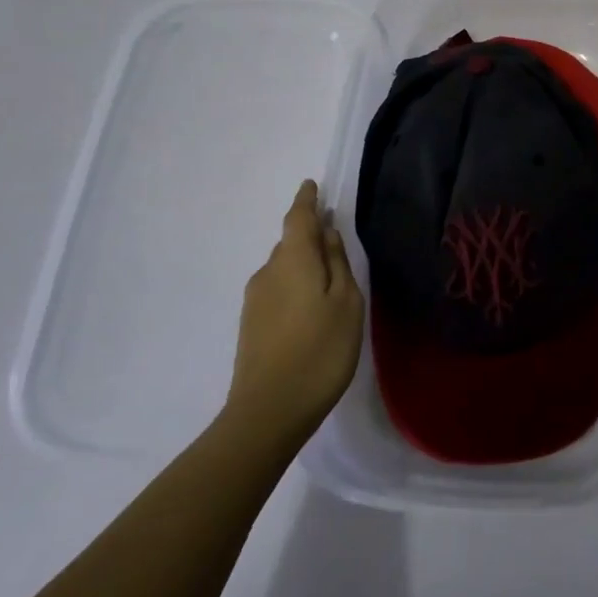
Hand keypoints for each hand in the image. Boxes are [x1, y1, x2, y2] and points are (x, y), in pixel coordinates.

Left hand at [223, 180, 363, 444]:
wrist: (268, 411)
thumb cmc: (320, 350)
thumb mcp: (346, 302)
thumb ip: (338, 262)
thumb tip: (327, 233)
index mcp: (293, 259)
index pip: (298, 217)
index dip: (306, 200)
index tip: (311, 185)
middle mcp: (268, 271)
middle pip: (290, 243)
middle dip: (309, 236)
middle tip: (335, 241)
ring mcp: (255, 299)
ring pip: (283, 268)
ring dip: (303, 265)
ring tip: (328, 283)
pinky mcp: (251, 325)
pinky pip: (277, 290)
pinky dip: (294, 287)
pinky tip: (310, 310)